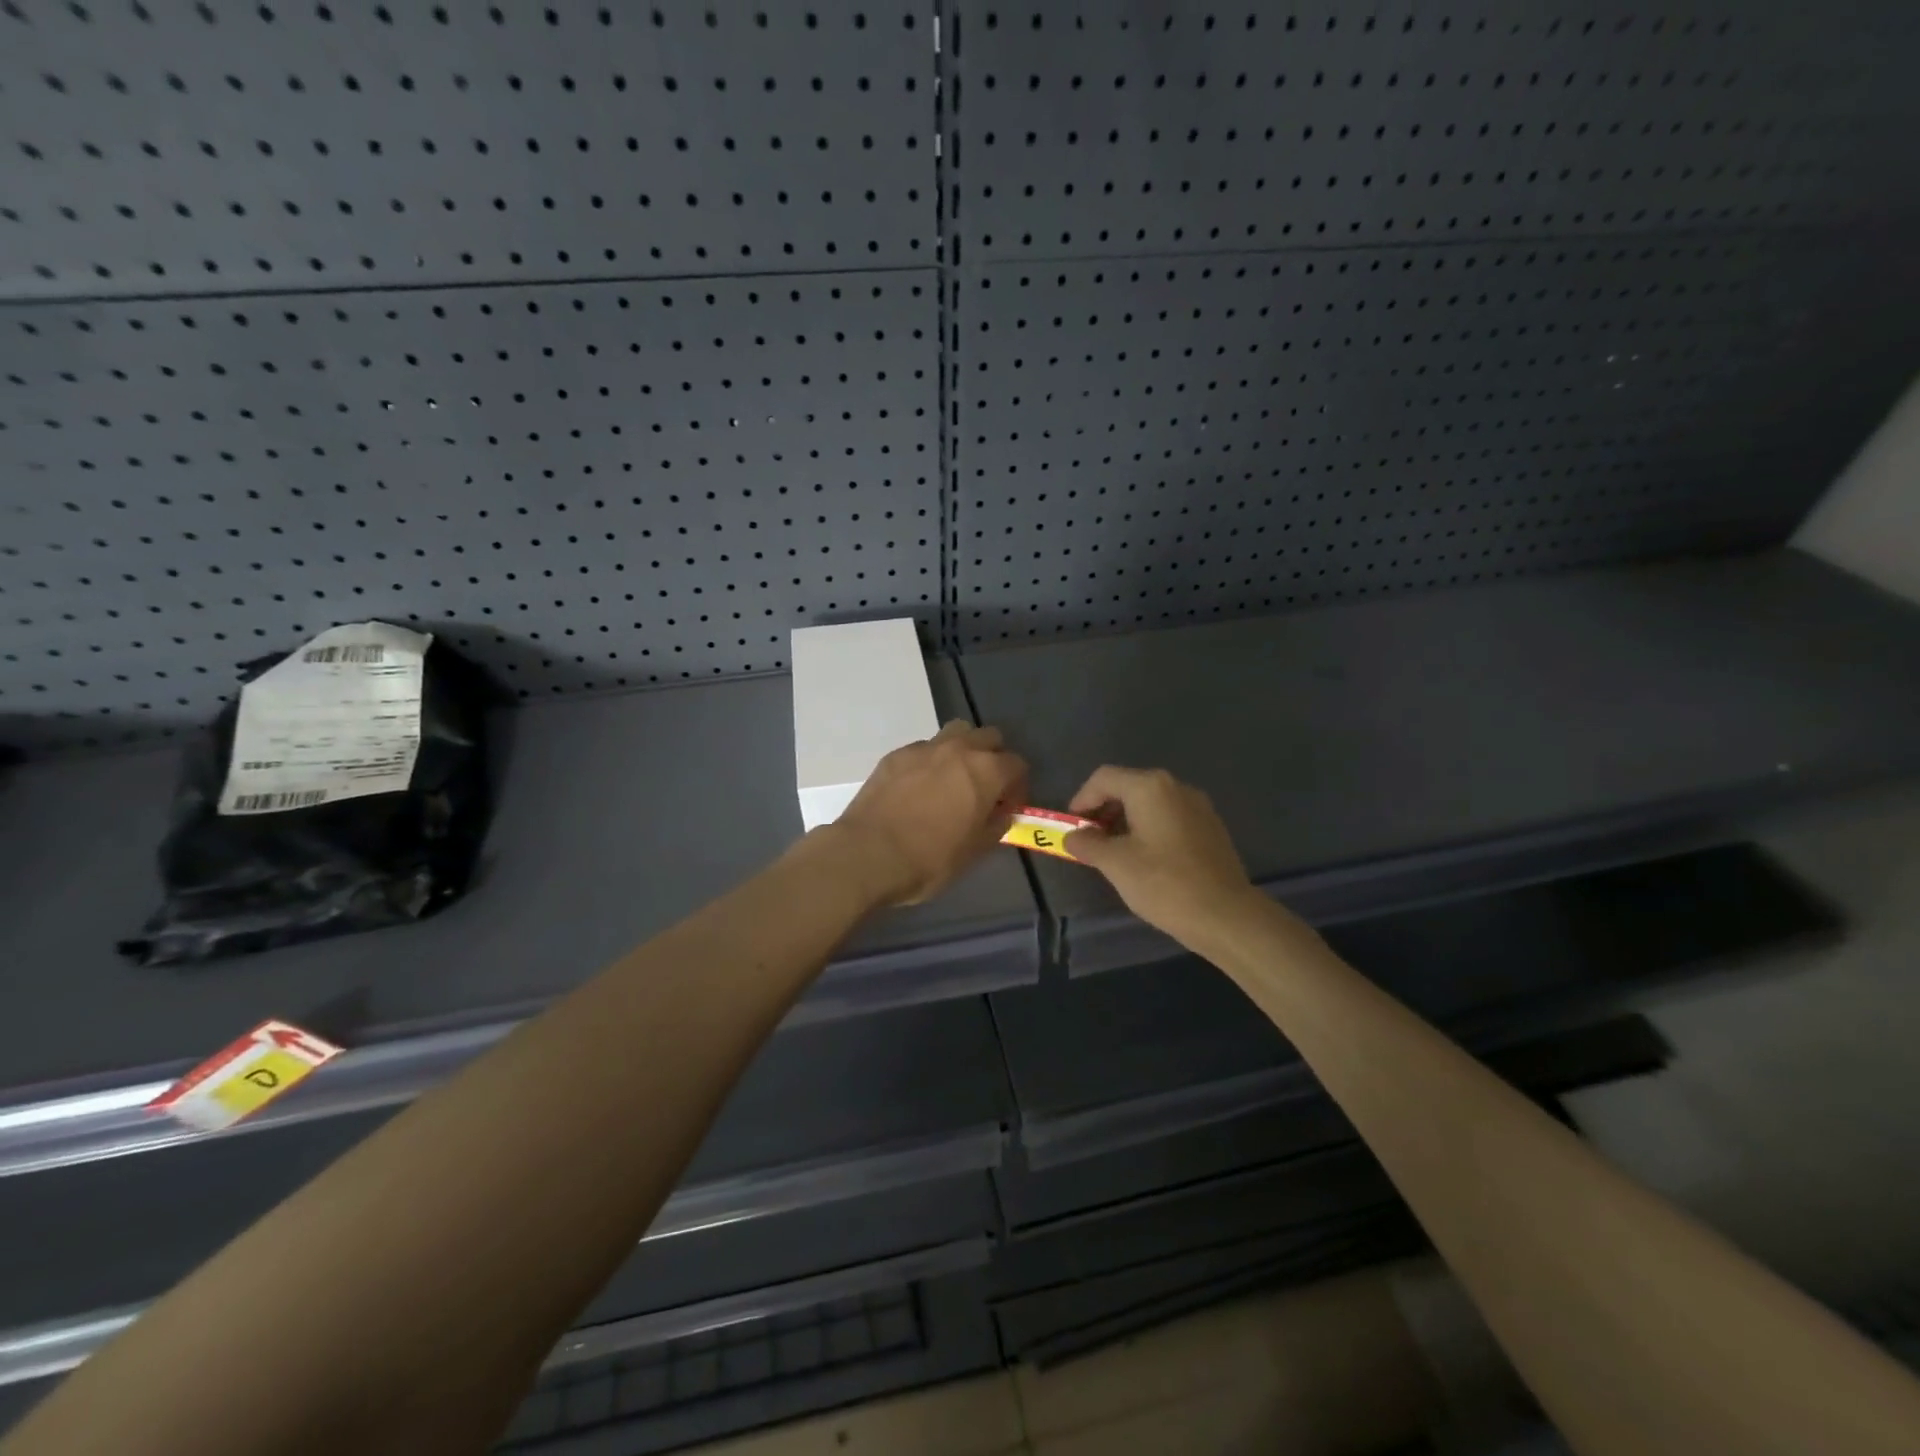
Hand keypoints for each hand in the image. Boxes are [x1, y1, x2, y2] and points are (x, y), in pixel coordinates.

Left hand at [829, 721, 1028, 906]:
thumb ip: (995, 826)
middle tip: (985, 788)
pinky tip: (919, 788)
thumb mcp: (974, 851)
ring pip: (955, 733)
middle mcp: (958, 749)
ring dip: (962, 750)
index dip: (1018, 787)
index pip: (1017, 764)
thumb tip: (1001, 813)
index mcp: (986, 771)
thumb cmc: (930, 859)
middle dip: (994, 758)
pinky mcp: (895, 755)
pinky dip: (930, 762)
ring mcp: (924, 748)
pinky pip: (923, 749)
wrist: (868, 854)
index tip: (1007, 808)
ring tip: (953, 780)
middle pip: (989, 737)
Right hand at [1064, 766, 1262, 944]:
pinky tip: (1144, 860)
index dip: (1081, 799)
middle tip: (1089, 841)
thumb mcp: (1115, 863)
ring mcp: (1198, 807)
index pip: (1104, 778)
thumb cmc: (1164, 883)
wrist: (1226, 916)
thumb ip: (1088, 844)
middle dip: (1103, 810)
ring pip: (1150, 803)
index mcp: (1150, 787)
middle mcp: (1176, 788)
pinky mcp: (1210, 829)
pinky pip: (1169, 818)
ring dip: (1125, 821)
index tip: (1071, 827)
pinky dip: (1148, 830)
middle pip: (1128, 787)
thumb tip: (1073, 837)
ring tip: (1113, 853)